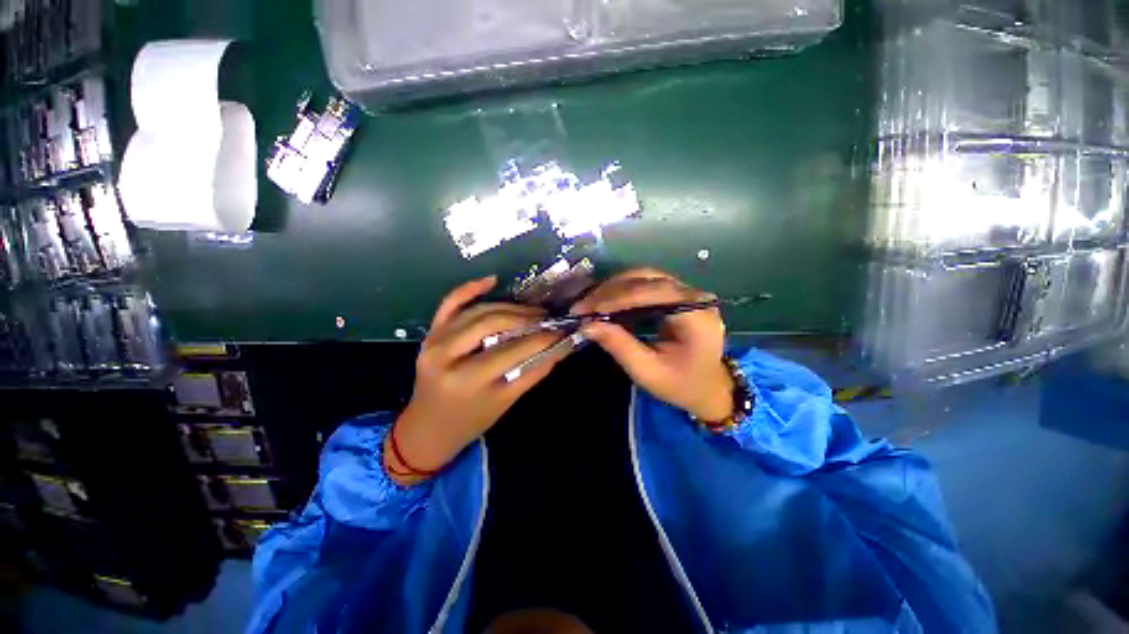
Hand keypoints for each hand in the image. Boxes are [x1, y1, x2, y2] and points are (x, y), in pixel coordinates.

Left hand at [386, 276, 570, 485]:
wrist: (427, 428)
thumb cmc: (469, 421)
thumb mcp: (505, 404)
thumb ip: (532, 373)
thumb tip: (558, 349)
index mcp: (467, 380)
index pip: (512, 351)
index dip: (540, 339)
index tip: (561, 332)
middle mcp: (447, 355)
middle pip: (492, 323)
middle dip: (525, 317)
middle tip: (546, 318)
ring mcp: (434, 341)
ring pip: (476, 311)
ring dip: (508, 306)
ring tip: (531, 310)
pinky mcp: (430, 334)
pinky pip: (449, 304)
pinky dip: (469, 289)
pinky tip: (491, 280)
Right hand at [571, 268, 733, 421]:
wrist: (709, 389)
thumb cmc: (681, 386)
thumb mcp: (648, 372)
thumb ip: (619, 345)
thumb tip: (586, 325)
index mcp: (696, 315)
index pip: (650, 293)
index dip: (615, 298)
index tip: (585, 309)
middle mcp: (694, 296)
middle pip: (647, 278)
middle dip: (610, 290)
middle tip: (582, 305)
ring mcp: (688, 292)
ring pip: (645, 276)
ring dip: (614, 287)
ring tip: (590, 303)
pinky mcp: (678, 295)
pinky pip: (647, 284)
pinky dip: (623, 290)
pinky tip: (605, 301)